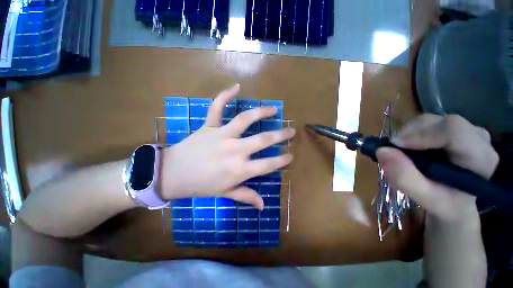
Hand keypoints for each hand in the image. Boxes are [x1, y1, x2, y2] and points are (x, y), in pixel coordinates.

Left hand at [160, 84, 294, 209]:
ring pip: (245, 119)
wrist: (173, 174)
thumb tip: (263, 206)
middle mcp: (234, 150)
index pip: (268, 164)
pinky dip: (225, 95)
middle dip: (280, 135)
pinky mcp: (209, 126)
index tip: (290, 155)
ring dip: (261, 112)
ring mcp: (221, 135)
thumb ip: (246, 196)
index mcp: (239, 169)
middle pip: (263, 140)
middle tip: (291, 131)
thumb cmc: (201, 185)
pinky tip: (237, 87)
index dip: (282, 160)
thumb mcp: (225, 193)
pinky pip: (217, 107)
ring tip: (273, 109)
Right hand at [376, 114, 498, 222]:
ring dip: (408, 134)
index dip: (421, 134)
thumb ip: (405, 178)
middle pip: (439, 122)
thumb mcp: (425, 198)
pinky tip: (410, 147)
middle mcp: (478, 138)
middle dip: (410, 134)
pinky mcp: (454, 128)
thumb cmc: (445, 202)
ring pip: (430, 120)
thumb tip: (381, 151)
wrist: (456, 200)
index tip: (395, 146)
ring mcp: (467, 130)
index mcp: (480, 158)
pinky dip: (410, 133)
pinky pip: (427, 123)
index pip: (453, 130)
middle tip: (394, 152)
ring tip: (402, 152)